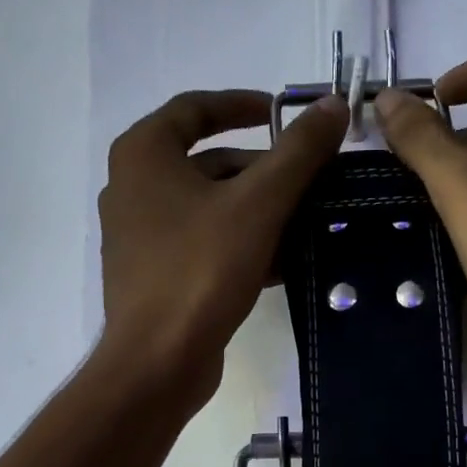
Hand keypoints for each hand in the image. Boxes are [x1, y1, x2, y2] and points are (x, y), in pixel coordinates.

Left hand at [97, 89, 347, 409]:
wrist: (158, 361)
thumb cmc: (200, 270)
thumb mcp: (258, 204)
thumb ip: (298, 153)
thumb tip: (333, 105)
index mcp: (144, 154)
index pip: (196, 108)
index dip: (243, 105)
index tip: (283, 113)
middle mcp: (133, 188)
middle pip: (209, 163)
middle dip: (263, 171)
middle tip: (311, 181)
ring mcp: (141, 237)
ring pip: (210, 209)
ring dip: (259, 212)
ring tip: (308, 222)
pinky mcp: (155, 276)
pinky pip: (204, 246)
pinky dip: (241, 245)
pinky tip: (284, 263)